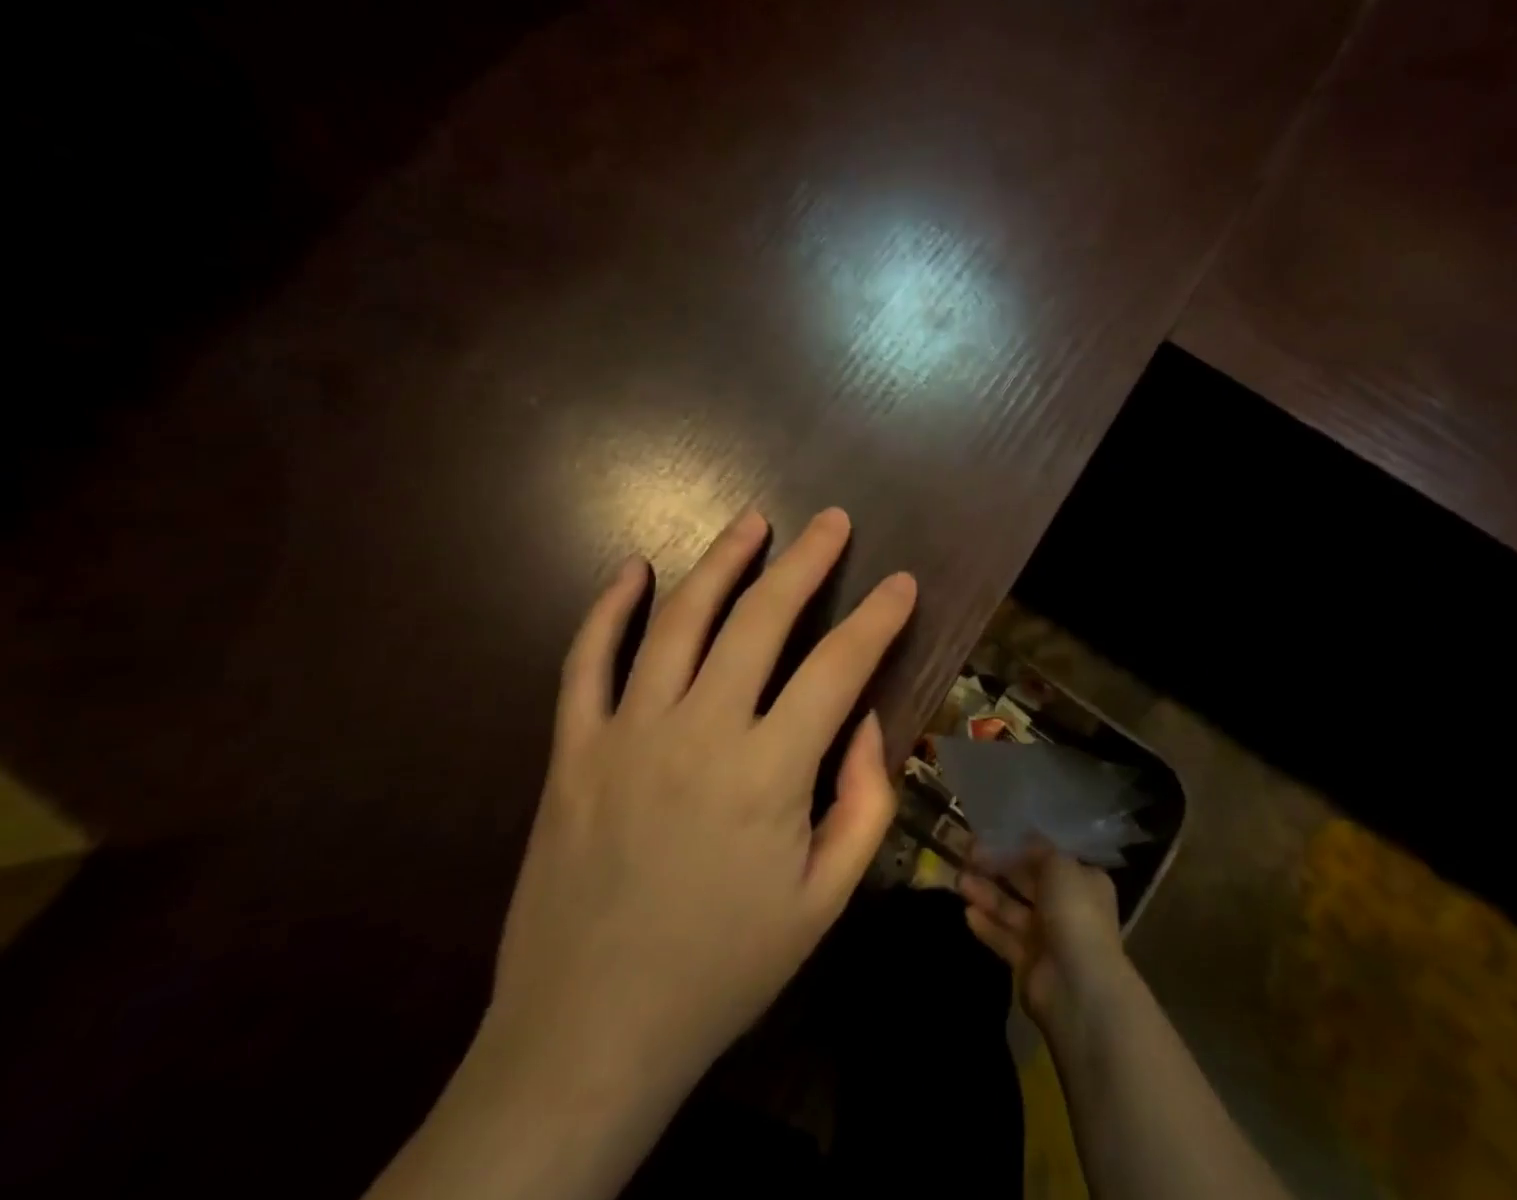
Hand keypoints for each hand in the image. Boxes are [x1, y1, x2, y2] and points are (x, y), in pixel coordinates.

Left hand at [486, 506, 914, 1105]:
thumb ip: (865, 802)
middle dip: (807, 560)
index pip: (839, 667)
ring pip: (678, 620)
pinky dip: (608, 609)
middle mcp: (700, 732)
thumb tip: (864, 720)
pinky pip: (586, 662)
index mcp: (768, 773)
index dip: (878, 618)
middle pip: (761, 619)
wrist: (586, 1037)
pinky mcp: (572, 751)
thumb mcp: (825, 901)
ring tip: (753, 521)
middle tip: (833, 520)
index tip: (902, 582)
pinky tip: (632, 571)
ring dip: (721, 562)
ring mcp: (627, 734)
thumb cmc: (723, 969)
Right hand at [959, 848, 1125, 1030]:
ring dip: (986, 894)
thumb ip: (1039, 850)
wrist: (1079, 987)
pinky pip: (1004, 938)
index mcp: (1082, 881)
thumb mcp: (1060, 866)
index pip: (1047, 858)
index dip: (1019, 846)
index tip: (991, 835)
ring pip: (1011, 909)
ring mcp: (1047, 938)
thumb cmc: (1075, 913)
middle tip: (966, 853)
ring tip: (959, 879)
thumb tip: (1025, 837)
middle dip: (997, 868)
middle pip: (1025, 882)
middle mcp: (1067, 907)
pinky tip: (967, 912)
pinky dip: (987, 926)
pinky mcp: (1028, 964)